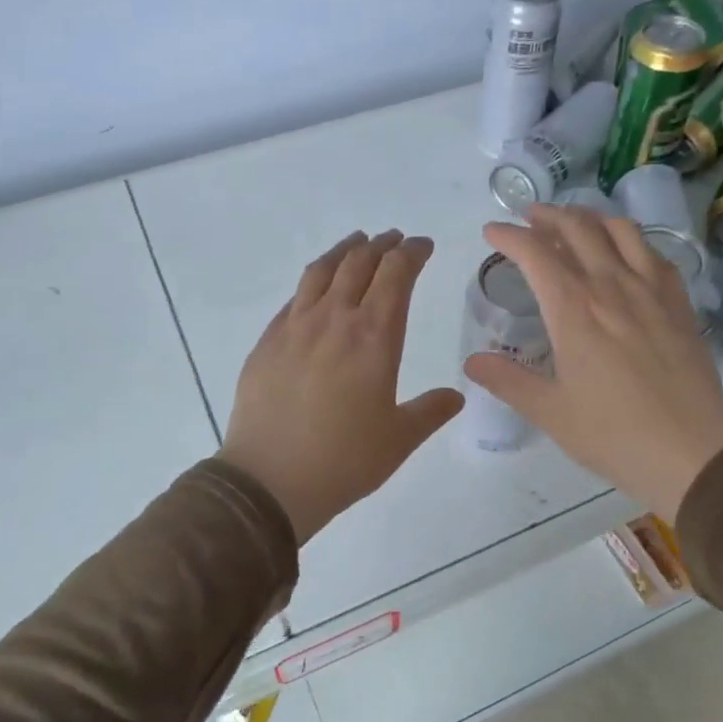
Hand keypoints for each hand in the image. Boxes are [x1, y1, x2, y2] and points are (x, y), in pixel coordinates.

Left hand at [221, 230, 463, 544]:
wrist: (270, 481)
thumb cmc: (345, 460)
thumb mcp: (400, 439)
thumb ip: (431, 411)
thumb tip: (455, 397)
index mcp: (374, 336)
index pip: (396, 273)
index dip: (412, 252)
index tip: (423, 246)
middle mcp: (334, 319)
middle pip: (359, 262)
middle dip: (382, 245)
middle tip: (394, 240)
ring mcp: (294, 327)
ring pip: (321, 271)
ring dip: (344, 251)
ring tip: (356, 244)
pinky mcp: (267, 342)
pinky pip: (294, 298)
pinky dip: (312, 282)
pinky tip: (316, 291)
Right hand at [464, 206, 722, 520]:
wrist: (690, 451)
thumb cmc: (612, 434)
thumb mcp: (550, 411)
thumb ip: (508, 381)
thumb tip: (472, 361)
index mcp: (573, 309)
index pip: (535, 253)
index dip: (509, 236)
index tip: (492, 232)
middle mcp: (611, 286)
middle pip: (577, 229)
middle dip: (547, 216)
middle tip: (528, 218)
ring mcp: (651, 290)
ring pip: (619, 230)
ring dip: (589, 218)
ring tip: (573, 222)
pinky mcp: (679, 303)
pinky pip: (653, 253)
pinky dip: (630, 240)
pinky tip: (625, 252)